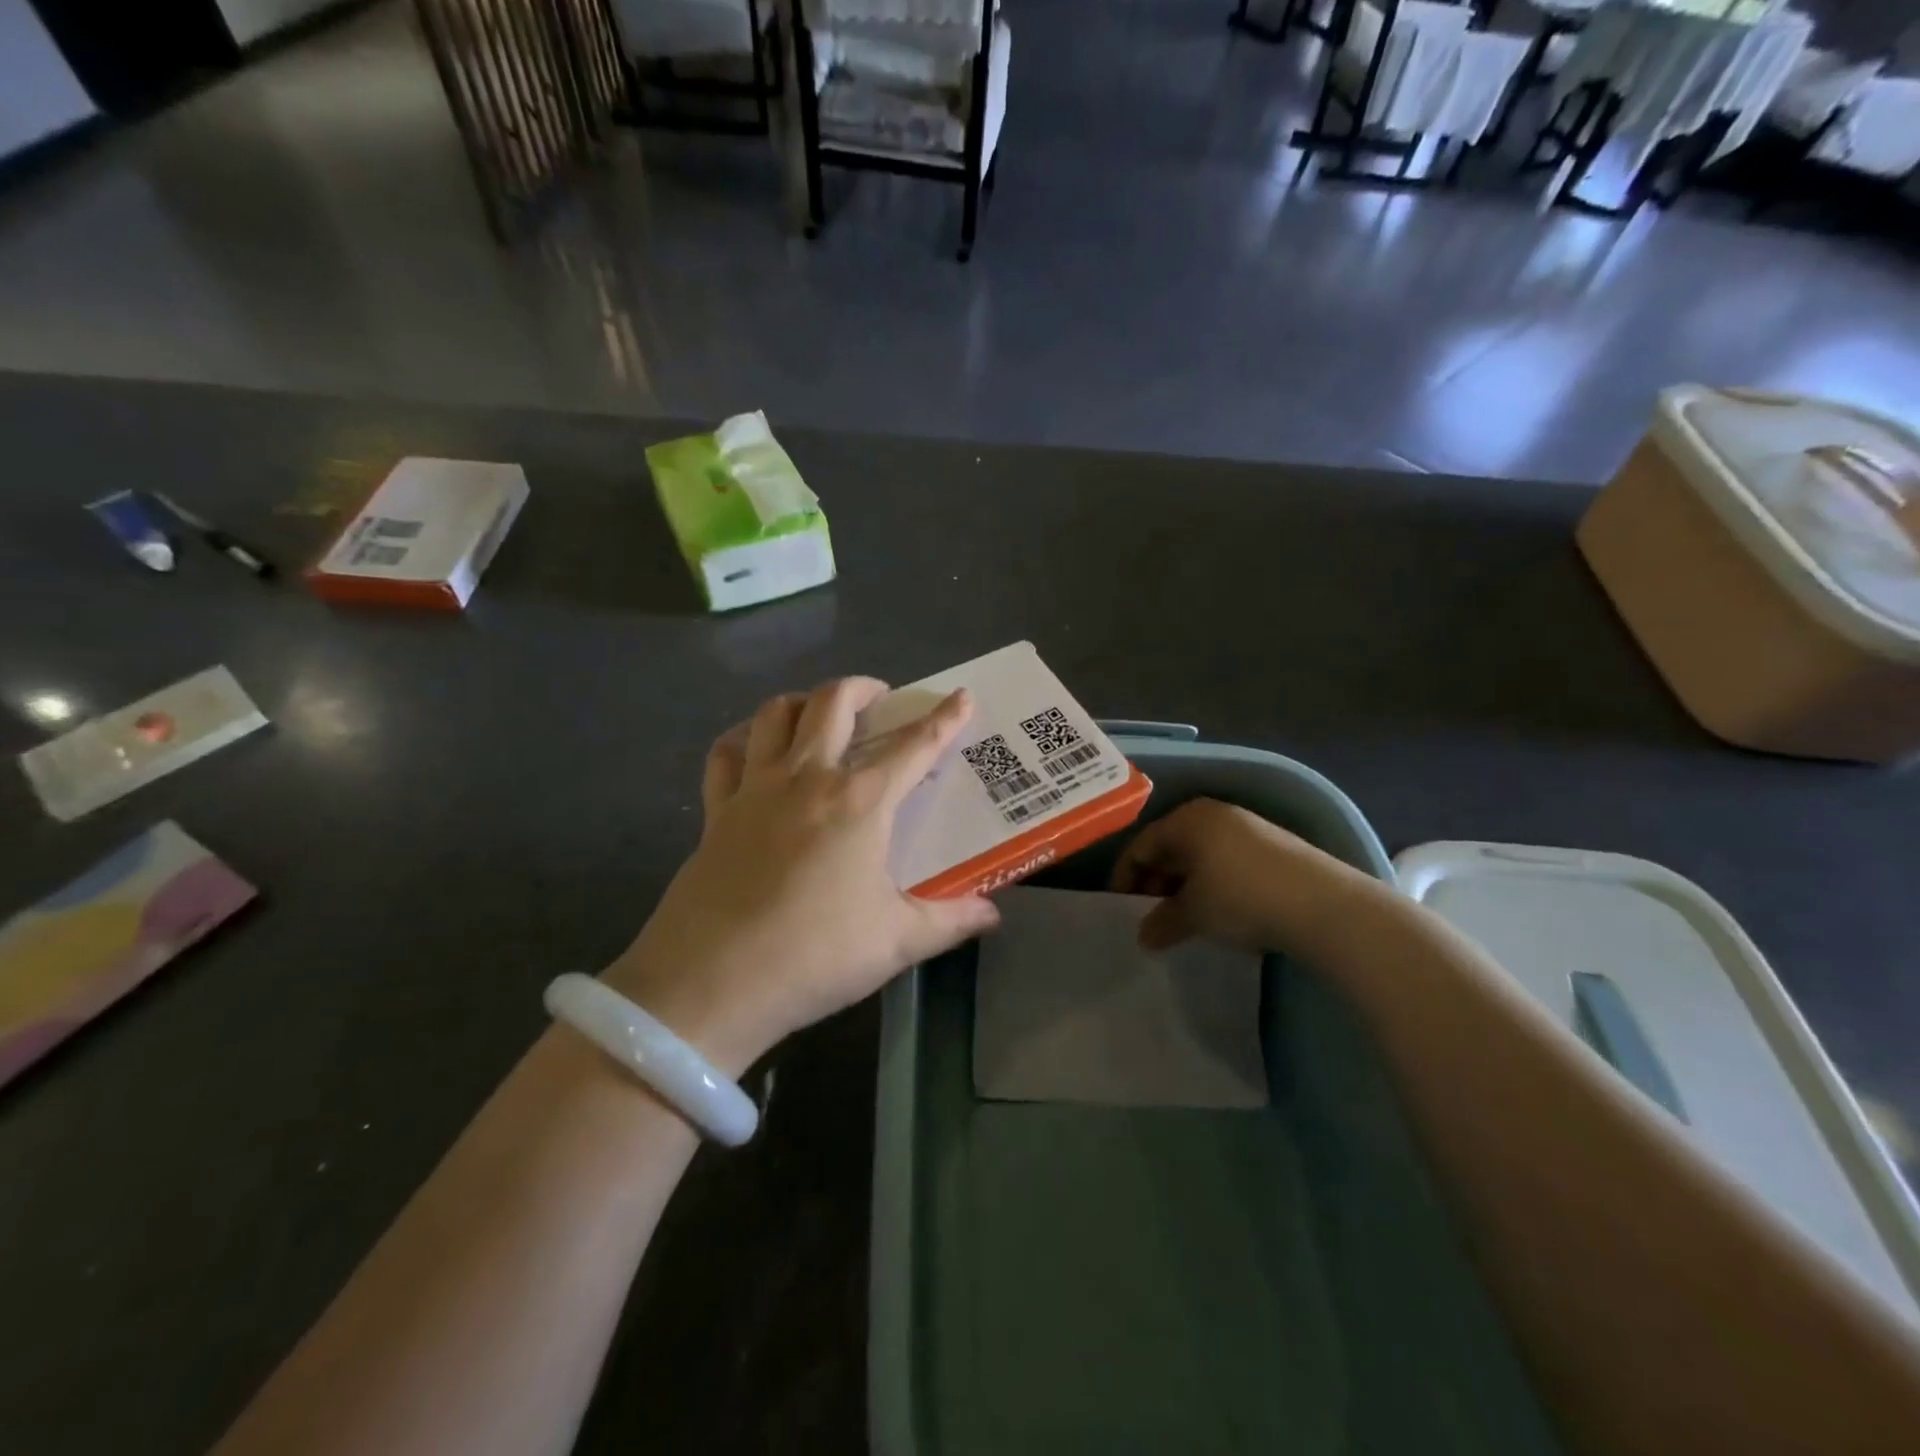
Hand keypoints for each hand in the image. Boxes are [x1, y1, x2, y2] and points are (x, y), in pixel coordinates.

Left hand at [604, 678, 1000, 1074]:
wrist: (711, 983)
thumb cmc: (814, 956)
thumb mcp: (895, 942)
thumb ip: (950, 921)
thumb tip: (992, 914)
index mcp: (860, 802)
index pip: (913, 746)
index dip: (943, 719)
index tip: (961, 697)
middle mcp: (808, 779)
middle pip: (833, 703)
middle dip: (863, 688)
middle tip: (880, 699)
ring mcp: (755, 789)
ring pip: (775, 713)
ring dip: (804, 702)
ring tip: (821, 715)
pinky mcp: (717, 811)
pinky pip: (726, 753)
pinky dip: (745, 738)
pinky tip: (755, 748)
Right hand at [1111, 799, 1384, 954]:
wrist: (1325, 905)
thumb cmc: (1242, 898)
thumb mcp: (1194, 914)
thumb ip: (1162, 922)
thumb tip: (1144, 937)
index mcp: (1186, 819)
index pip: (1141, 845)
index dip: (1124, 877)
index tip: (1120, 908)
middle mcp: (1213, 814)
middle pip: (1170, 847)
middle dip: (1155, 882)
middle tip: (1149, 915)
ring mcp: (1246, 828)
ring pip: (1199, 855)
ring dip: (1184, 885)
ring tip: (1182, 918)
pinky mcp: (1272, 846)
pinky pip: (1225, 861)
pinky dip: (1211, 883)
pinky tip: (1218, 910)